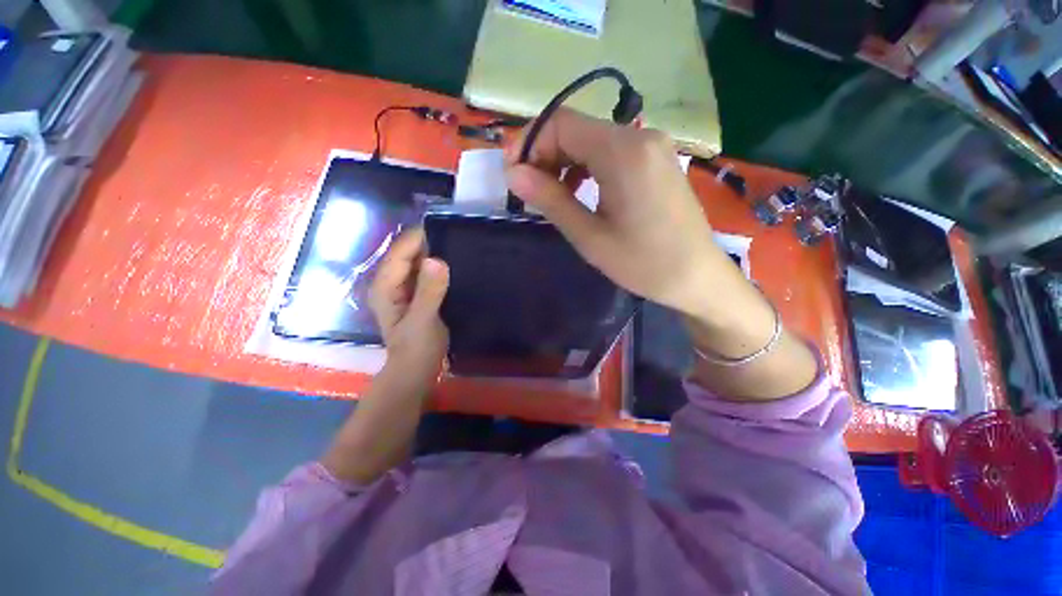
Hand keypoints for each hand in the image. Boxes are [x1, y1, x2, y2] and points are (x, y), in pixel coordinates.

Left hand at [369, 228, 449, 379]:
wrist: (416, 370)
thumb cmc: (416, 348)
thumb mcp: (423, 321)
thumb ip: (429, 292)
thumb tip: (437, 260)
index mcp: (385, 286)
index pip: (399, 253)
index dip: (418, 238)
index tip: (444, 226)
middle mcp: (391, 282)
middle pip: (407, 254)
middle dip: (428, 242)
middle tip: (456, 232)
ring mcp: (404, 288)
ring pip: (417, 262)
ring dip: (435, 252)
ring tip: (459, 242)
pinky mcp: (417, 294)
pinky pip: (426, 273)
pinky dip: (438, 265)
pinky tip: (456, 262)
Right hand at [505, 108, 816, 398]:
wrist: (697, 277)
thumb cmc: (642, 263)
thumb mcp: (589, 236)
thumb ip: (550, 199)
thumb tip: (513, 174)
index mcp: (623, 152)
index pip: (561, 123)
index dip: (529, 143)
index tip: (513, 175)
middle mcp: (640, 136)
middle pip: (577, 129)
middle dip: (545, 154)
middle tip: (528, 190)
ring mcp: (652, 146)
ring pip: (592, 140)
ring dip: (564, 162)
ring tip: (551, 195)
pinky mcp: (656, 159)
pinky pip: (611, 152)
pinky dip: (587, 166)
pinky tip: (580, 191)